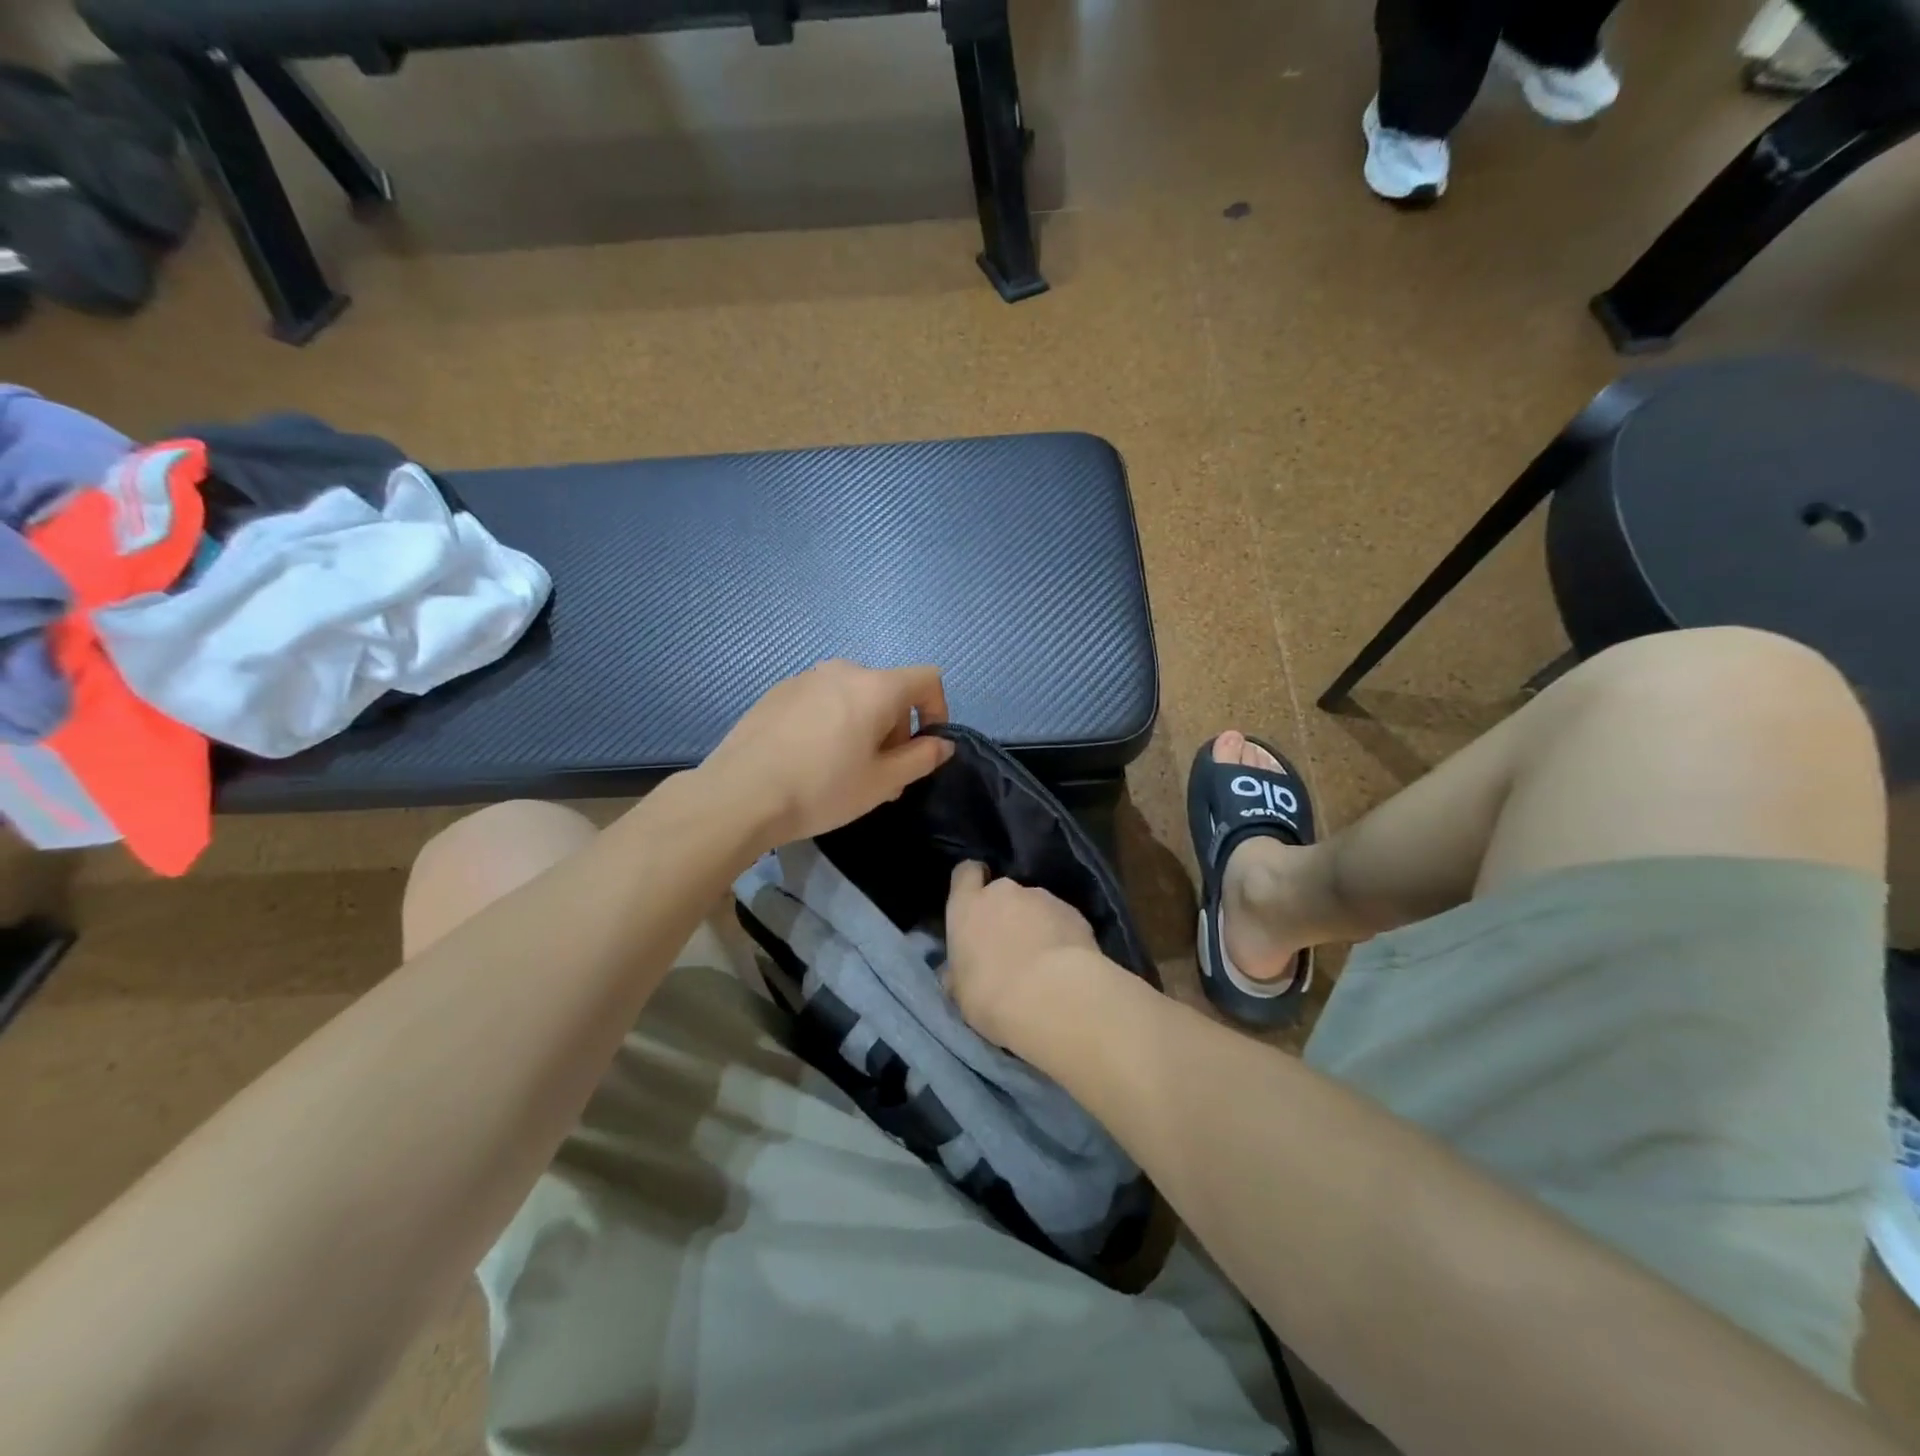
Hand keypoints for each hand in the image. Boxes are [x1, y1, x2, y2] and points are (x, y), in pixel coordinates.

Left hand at [704, 659, 952, 848]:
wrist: (739, 795)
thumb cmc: (821, 789)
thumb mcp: (882, 782)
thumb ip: (921, 758)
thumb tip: (942, 744)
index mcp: (875, 687)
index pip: (927, 679)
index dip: (937, 710)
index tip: (925, 748)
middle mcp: (842, 670)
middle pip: (888, 691)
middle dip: (895, 730)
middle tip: (882, 776)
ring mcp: (805, 677)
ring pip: (853, 697)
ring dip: (864, 728)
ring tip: (845, 771)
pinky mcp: (778, 692)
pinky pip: (822, 701)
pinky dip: (831, 723)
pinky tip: (810, 760)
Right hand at [944, 860, 1111, 1053]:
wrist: (1052, 998)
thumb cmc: (991, 996)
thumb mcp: (959, 991)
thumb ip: (957, 971)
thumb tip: (953, 972)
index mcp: (968, 906)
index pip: (966, 872)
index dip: (971, 882)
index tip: (975, 900)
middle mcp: (1004, 892)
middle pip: (1003, 892)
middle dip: (1007, 912)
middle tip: (1011, 945)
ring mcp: (1043, 898)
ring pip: (1035, 906)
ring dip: (1036, 924)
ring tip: (1044, 960)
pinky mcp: (1074, 912)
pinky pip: (1062, 920)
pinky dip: (1062, 935)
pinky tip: (1065, 964)